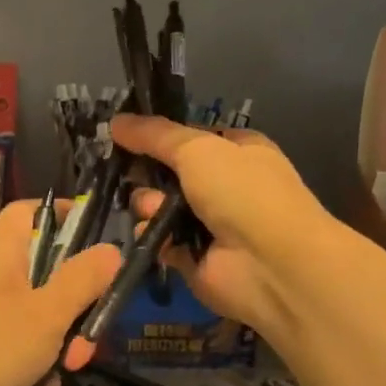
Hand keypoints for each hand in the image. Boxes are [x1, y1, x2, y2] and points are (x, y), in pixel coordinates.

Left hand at [0, 201, 119, 385]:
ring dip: (60, 342)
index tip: (98, 236)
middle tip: (93, 330)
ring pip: (36, 319)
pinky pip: (19, 355)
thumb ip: (81, 280)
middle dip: (75, 302)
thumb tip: (110, 249)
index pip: (27, 213)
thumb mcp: (46, 312)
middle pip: (43, 273)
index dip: (61, 216)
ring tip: (70, 367)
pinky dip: (35, 371)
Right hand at [108, 113, 332, 343]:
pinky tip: (155, 235)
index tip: (122, 135)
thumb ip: (154, 135)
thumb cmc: (242, 192)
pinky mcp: (192, 257)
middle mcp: (224, 185)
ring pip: (159, 206)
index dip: (157, 136)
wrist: (270, 263)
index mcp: (236, 151)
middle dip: (146, 173)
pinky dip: (152, 237)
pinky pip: (159, 240)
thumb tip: (115, 121)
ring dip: (148, 205)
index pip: (188, 138)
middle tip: (129, 173)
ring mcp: (208, 223)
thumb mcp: (198, 149)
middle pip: (167, 173)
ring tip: (155, 210)